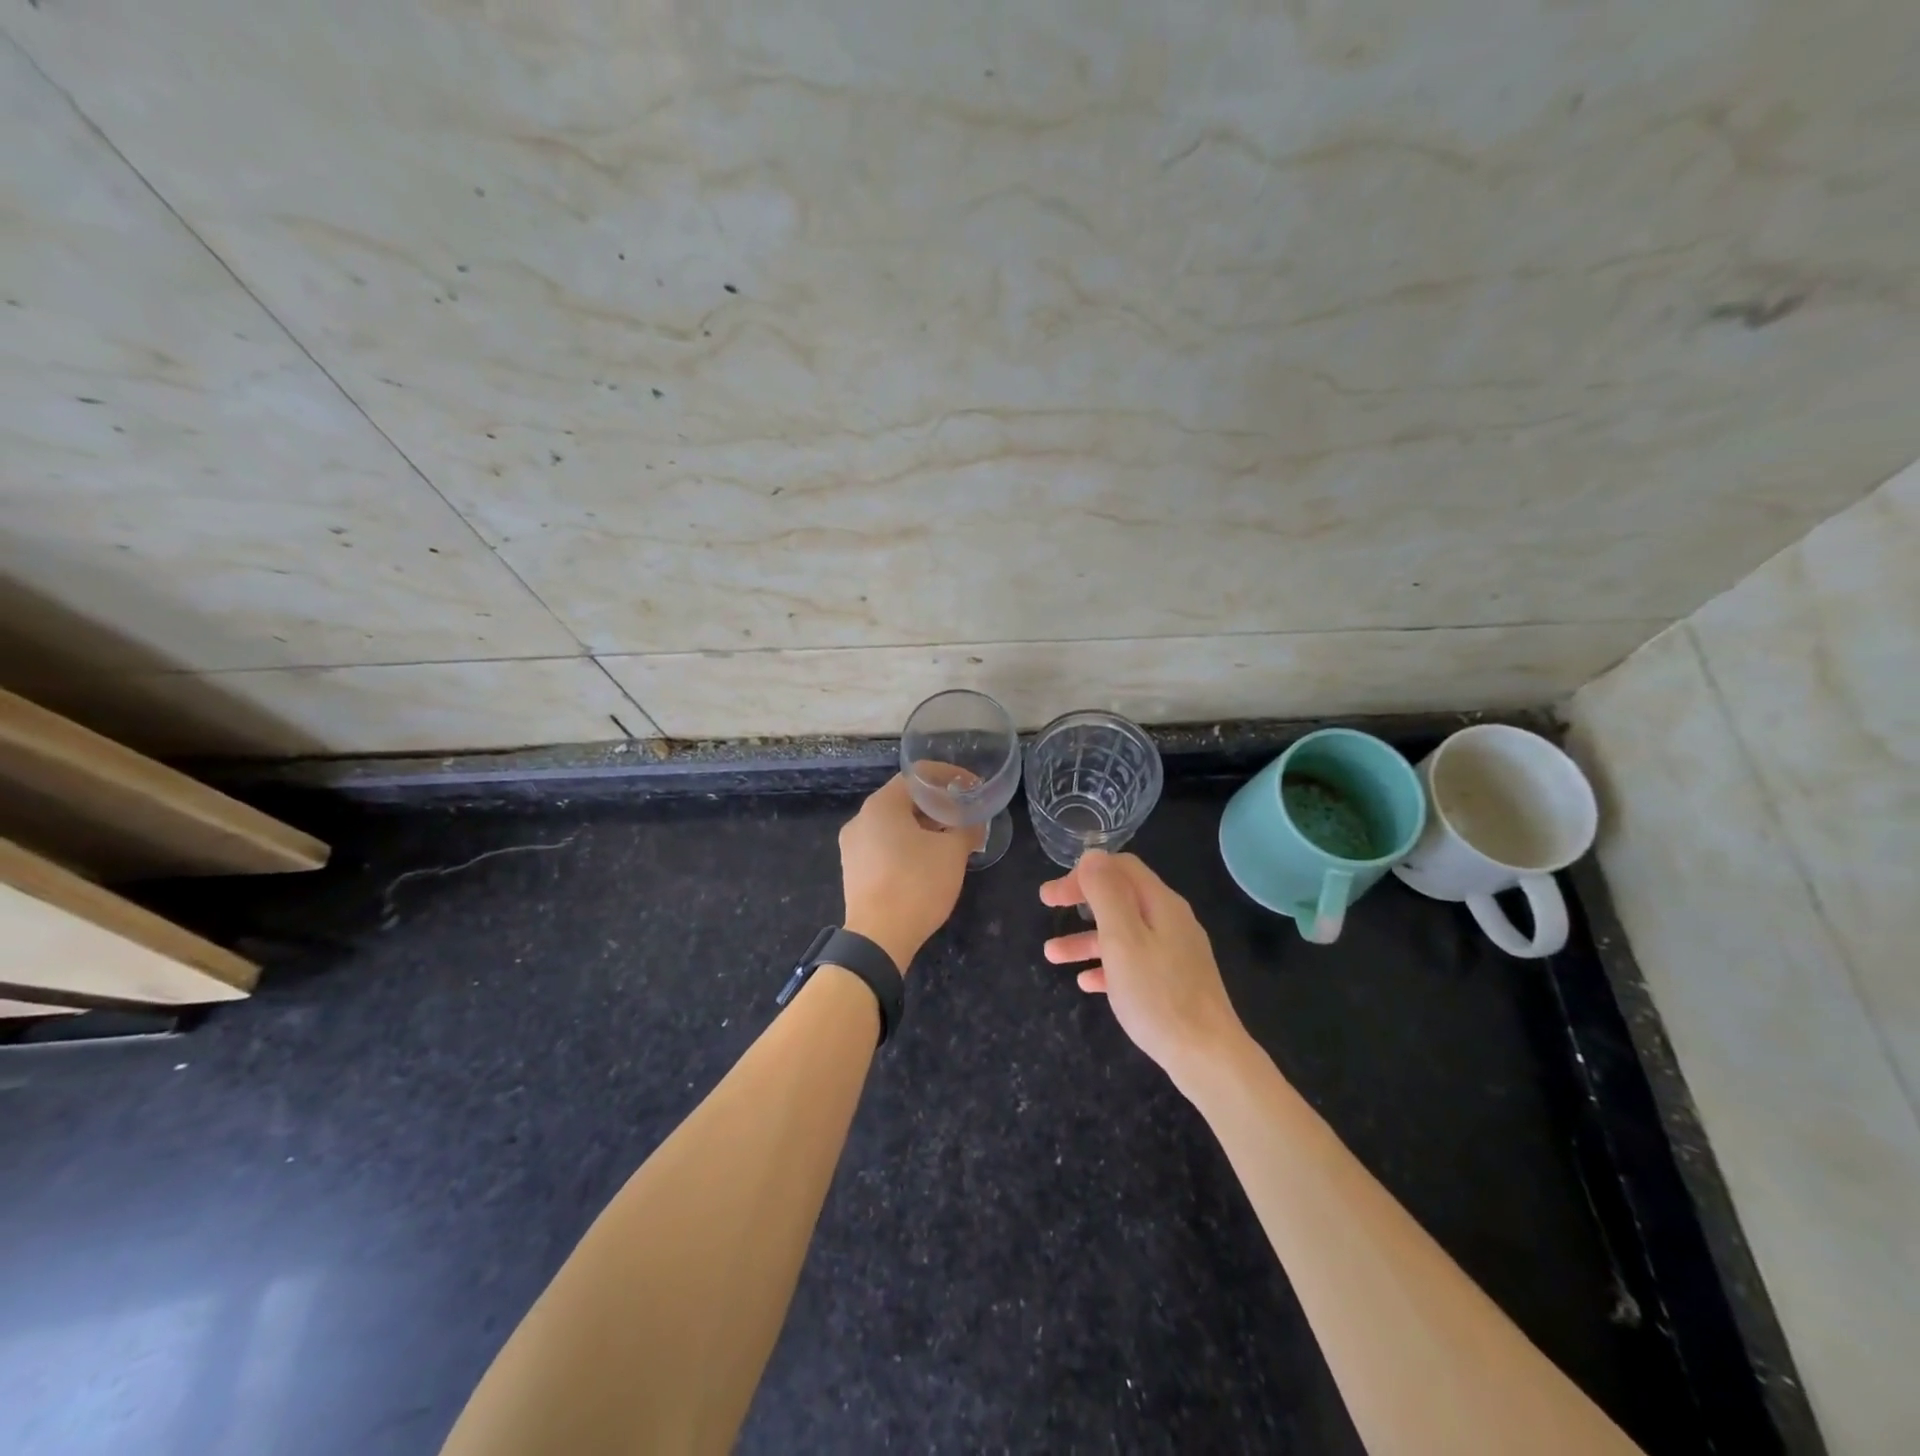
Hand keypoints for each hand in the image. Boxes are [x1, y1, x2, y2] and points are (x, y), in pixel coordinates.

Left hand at [839, 775, 978, 970]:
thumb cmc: (917, 884)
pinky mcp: (853, 870)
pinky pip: (883, 845)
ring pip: (893, 824)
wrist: (878, 938)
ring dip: (923, 826)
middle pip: (904, 799)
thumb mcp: (953, 853)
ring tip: (950, 838)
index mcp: (882, 805)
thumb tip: (974, 823)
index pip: (918, 776)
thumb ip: (966, 828)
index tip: (971, 787)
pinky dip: (907, 845)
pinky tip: (927, 861)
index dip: (949, 777)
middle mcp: (861, 818)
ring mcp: (852, 845)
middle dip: (937, 804)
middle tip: (964, 814)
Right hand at [1041, 851, 1246, 1090]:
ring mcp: (1175, 953)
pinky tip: (1087, 983)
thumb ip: (1106, 894)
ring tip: (1052, 955)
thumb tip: (1092, 856)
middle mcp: (1171, 921)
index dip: (1084, 872)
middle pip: (1121, 897)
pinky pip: (1134, 964)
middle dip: (1081, 900)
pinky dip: (1107, 966)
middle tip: (1047, 907)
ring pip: (1124, 933)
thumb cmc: (1158, 994)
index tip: (1054, 894)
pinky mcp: (1175, 983)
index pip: (1120, 868)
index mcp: (1161, 904)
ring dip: (1086, 938)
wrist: (1208, 1056)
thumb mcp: (1123, 939)